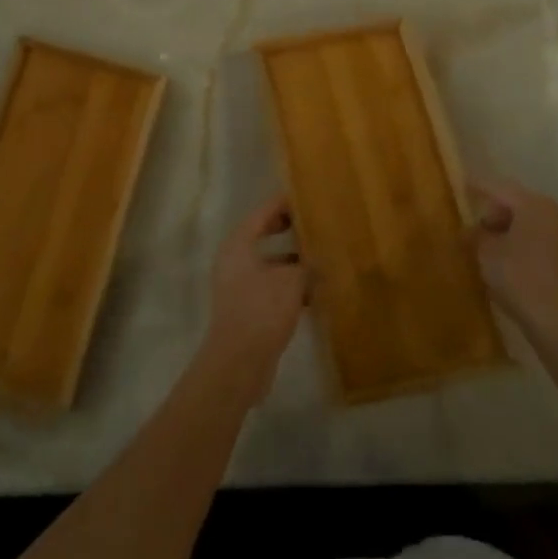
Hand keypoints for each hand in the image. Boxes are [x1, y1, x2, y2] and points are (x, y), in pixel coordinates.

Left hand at [200, 194, 307, 402]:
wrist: (239, 363)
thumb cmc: (261, 310)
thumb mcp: (291, 281)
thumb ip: (307, 265)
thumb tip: (320, 260)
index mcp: (239, 244)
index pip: (262, 213)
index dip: (283, 204)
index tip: (305, 196)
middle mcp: (234, 259)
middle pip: (263, 236)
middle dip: (289, 231)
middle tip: (315, 223)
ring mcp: (239, 285)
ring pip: (270, 264)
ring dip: (293, 262)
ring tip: (323, 257)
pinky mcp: (247, 308)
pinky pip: (271, 286)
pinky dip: (290, 286)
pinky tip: (315, 293)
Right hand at [470, 179, 557, 348]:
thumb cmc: (519, 279)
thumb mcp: (485, 253)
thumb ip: (476, 235)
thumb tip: (472, 230)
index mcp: (534, 205)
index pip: (500, 188)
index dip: (479, 187)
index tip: (464, 186)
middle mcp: (557, 215)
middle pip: (521, 204)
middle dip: (498, 213)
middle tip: (479, 229)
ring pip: (537, 226)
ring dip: (516, 232)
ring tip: (497, 251)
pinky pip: (548, 246)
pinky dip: (531, 249)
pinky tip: (519, 268)